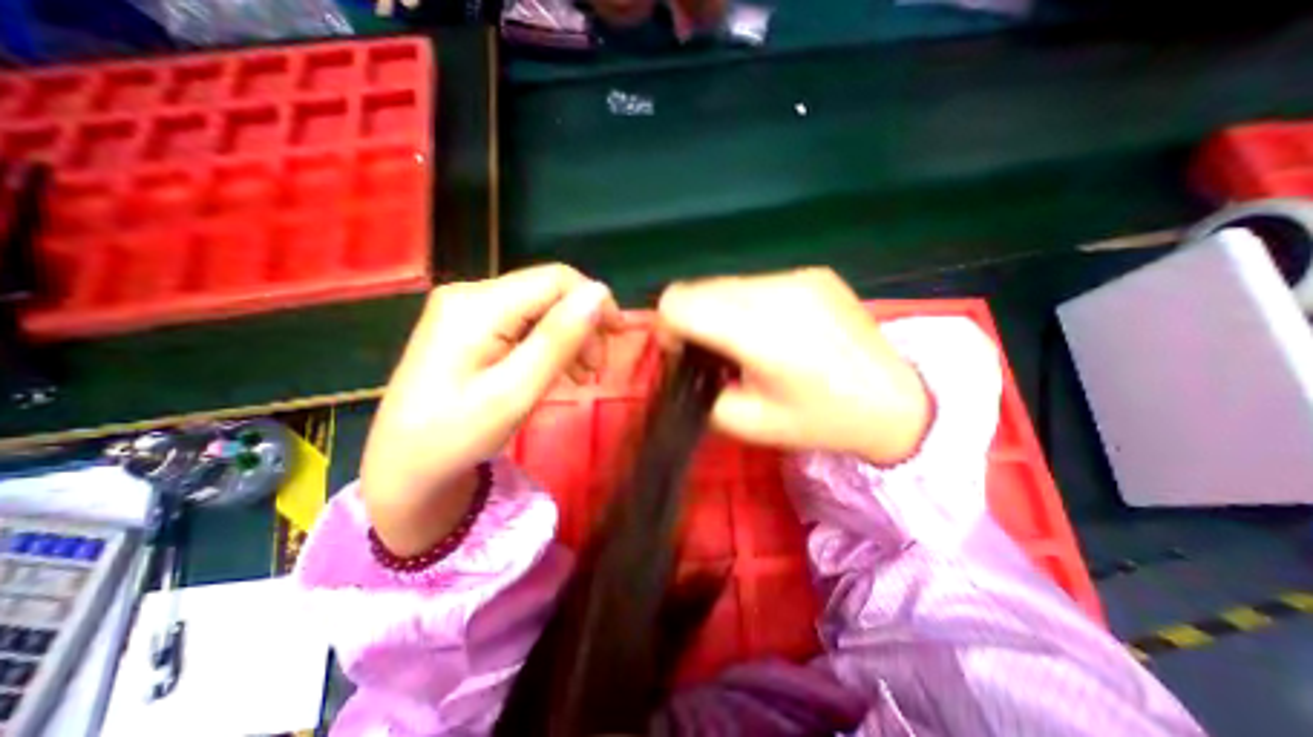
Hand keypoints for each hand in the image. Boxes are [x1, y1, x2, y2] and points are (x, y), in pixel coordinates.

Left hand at [359, 263, 621, 552]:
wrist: (404, 466)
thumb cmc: (457, 436)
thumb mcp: (515, 393)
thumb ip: (557, 340)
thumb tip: (599, 294)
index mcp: (478, 306)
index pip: (556, 280)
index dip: (596, 302)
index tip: (617, 339)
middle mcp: (471, 294)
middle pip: (549, 291)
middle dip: (583, 326)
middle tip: (595, 371)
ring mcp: (468, 309)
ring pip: (542, 307)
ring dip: (570, 337)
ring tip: (582, 377)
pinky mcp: (471, 326)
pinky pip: (525, 322)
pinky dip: (550, 344)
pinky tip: (560, 370)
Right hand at [658, 272, 933, 462]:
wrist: (895, 400)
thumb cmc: (820, 420)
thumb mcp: (748, 423)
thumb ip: (703, 392)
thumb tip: (688, 364)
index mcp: (757, 331)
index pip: (678, 302)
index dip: (666, 327)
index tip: (682, 353)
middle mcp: (774, 291)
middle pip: (697, 287)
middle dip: (691, 320)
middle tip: (711, 353)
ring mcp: (796, 276)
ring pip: (724, 283)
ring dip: (719, 310)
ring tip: (743, 342)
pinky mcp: (812, 273)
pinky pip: (756, 283)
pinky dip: (747, 304)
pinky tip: (773, 331)